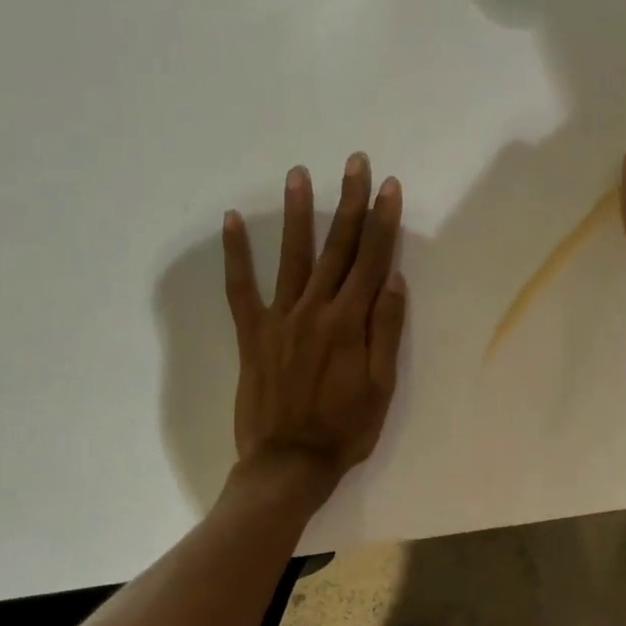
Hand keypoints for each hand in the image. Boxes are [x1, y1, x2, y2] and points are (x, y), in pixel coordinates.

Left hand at [222, 154, 407, 496]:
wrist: (289, 463)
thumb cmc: (344, 429)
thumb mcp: (381, 386)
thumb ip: (385, 330)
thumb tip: (392, 279)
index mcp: (350, 323)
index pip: (371, 260)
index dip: (382, 221)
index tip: (387, 187)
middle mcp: (315, 310)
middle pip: (337, 248)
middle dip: (348, 203)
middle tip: (354, 162)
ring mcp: (280, 319)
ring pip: (292, 256)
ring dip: (298, 213)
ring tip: (299, 174)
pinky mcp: (252, 334)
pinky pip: (240, 288)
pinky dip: (236, 255)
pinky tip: (233, 221)